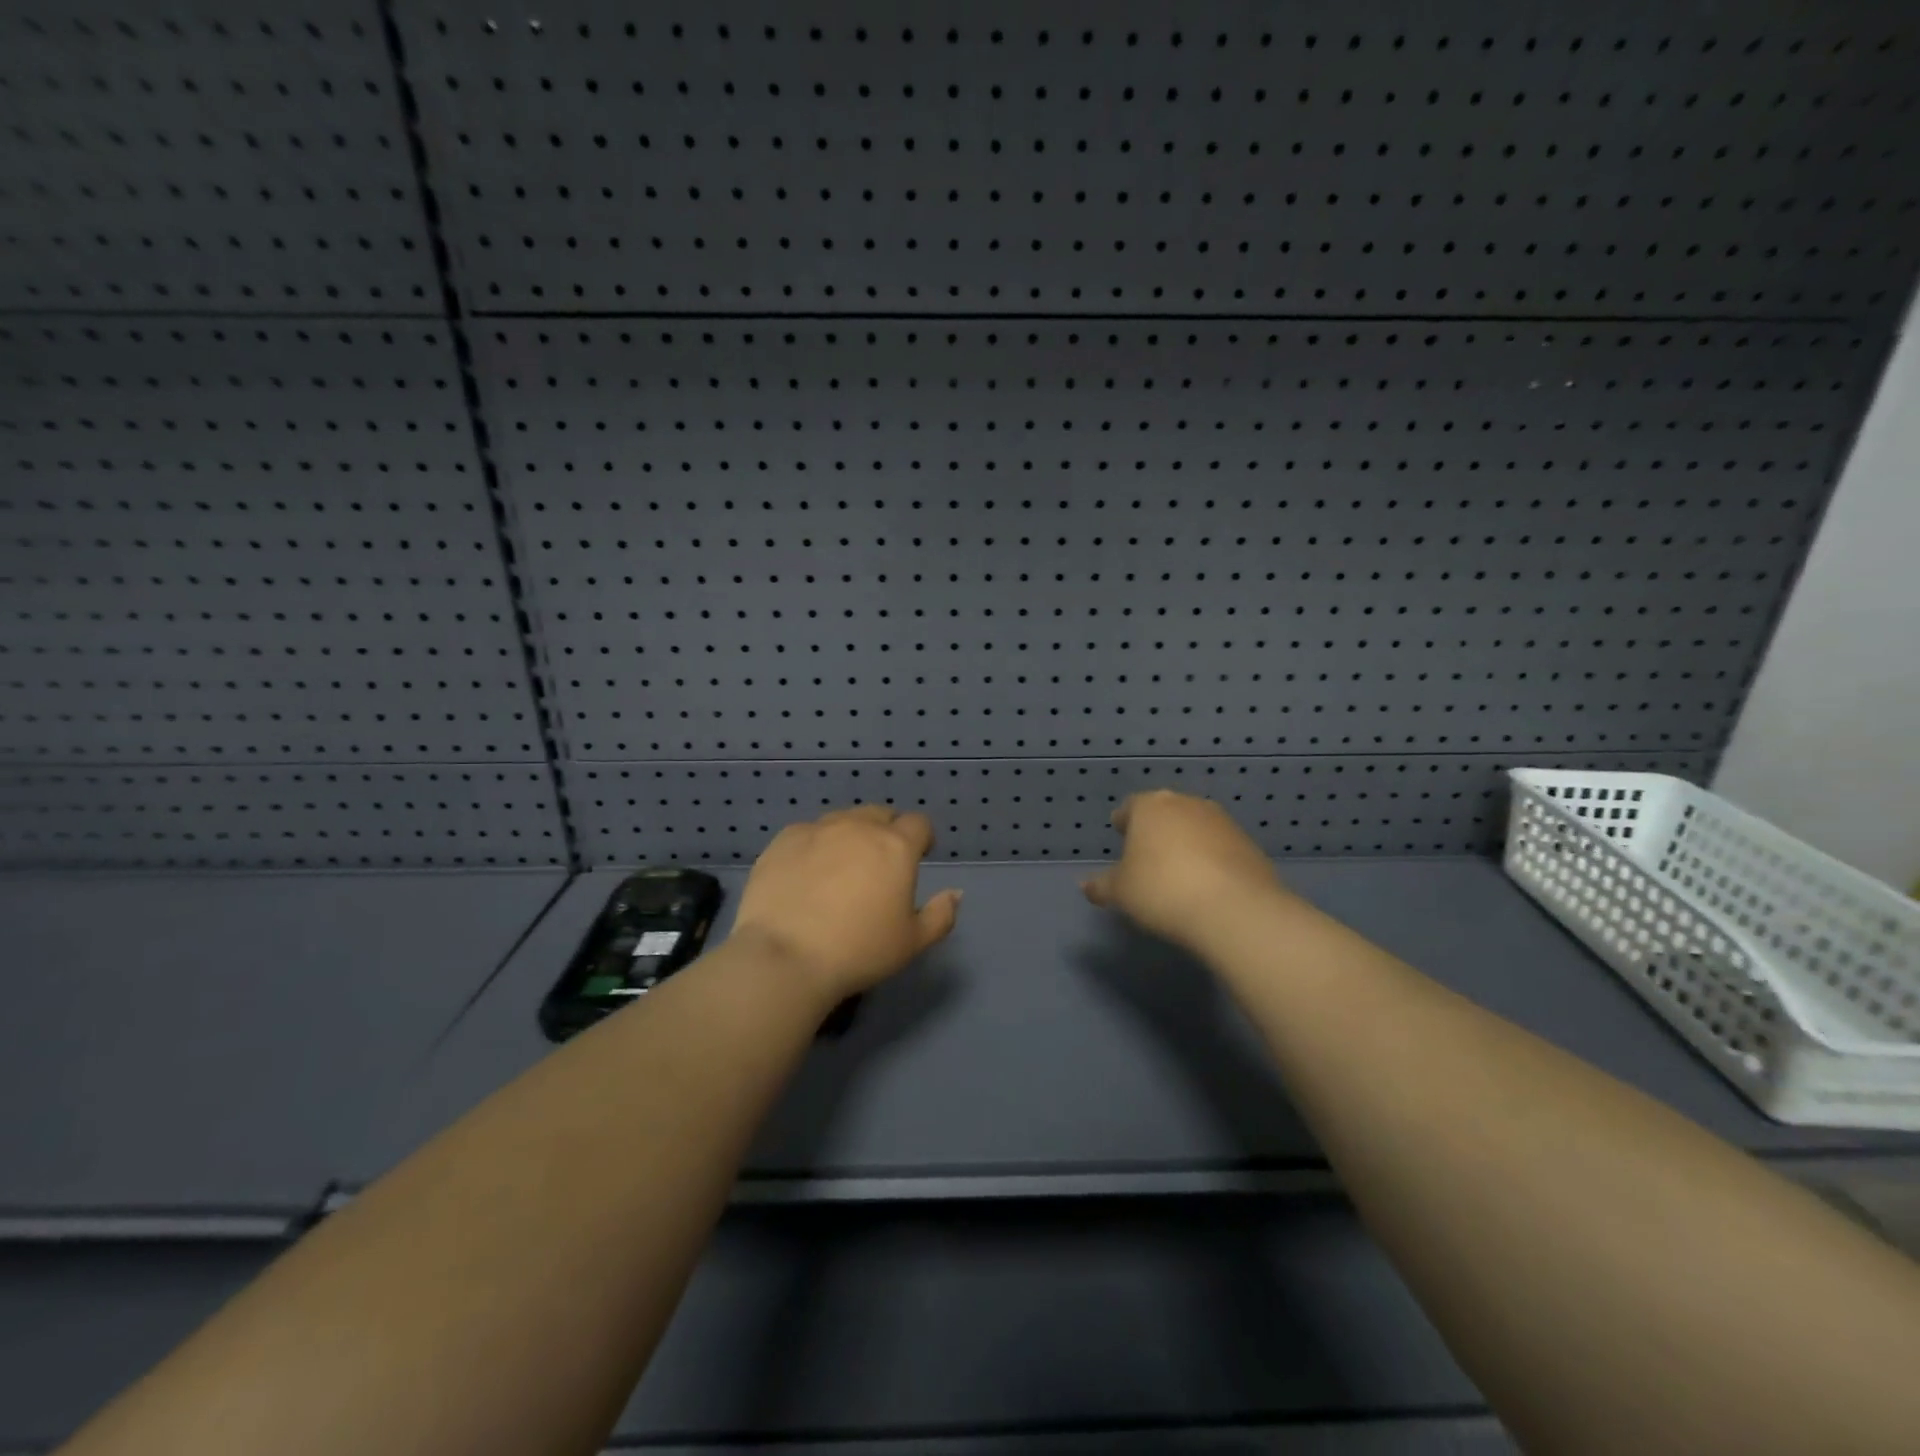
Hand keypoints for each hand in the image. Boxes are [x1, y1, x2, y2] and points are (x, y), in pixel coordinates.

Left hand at [732, 805, 961, 1003]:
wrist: (785, 957)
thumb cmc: (859, 951)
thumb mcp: (912, 942)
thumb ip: (941, 915)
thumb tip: (955, 893)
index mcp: (896, 847)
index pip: (919, 823)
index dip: (922, 838)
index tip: (918, 858)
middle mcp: (859, 827)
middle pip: (880, 814)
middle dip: (886, 831)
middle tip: (879, 864)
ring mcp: (818, 829)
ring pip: (843, 819)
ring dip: (850, 835)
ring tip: (840, 867)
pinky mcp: (784, 840)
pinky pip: (808, 832)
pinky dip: (815, 845)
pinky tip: (806, 873)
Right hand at [1082, 790, 1286, 951]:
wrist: (1233, 909)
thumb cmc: (1162, 891)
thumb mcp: (1120, 893)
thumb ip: (1101, 885)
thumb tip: (1085, 885)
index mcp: (1150, 806)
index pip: (1131, 806)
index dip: (1124, 822)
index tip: (1120, 834)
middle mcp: (1186, 804)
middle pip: (1165, 812)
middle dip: (1156, 829)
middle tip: (1147, 854)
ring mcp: (1222, 822)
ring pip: (1195, 827)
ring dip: (1186, 842)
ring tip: (1178, 871)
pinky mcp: (1249, 844)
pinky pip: (1220, 847)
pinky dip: (1211, 859)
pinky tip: (1206, 884)